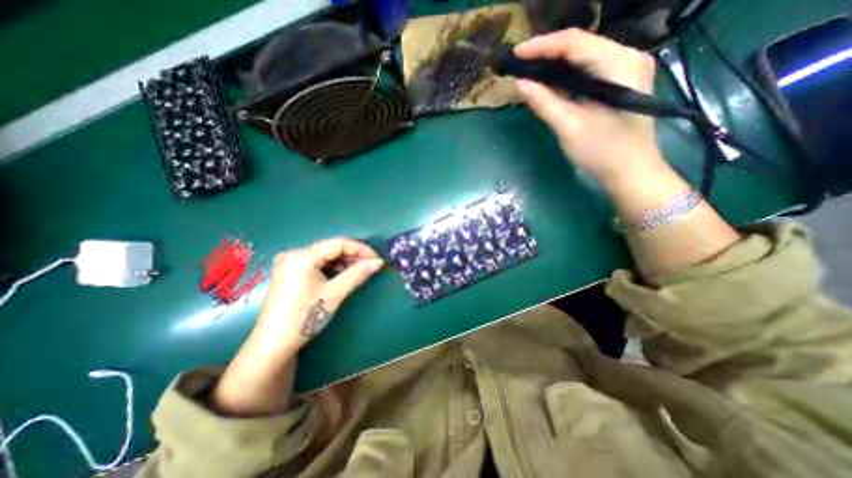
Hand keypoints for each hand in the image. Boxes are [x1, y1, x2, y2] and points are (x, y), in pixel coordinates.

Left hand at [250, 237, 383, 354]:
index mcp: (302, 256)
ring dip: (344, 261)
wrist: (274, 346)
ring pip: (326, 255)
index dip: (361, 248)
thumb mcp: (335, 293)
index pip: (339, 243)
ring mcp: (290, 263)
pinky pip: (318, 263)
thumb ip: (358, 273)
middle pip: (331, 247)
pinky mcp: (291, 273)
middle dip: (354, 255)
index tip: (377, 259)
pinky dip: (333, 267)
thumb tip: (379, 262)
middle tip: (371, 266)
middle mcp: (294, 254)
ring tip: (360, 271)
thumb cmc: (305, 318)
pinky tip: (343, 275)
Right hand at [512, 27, 664, 188]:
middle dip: (547, 51)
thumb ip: (544, 102)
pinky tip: (550, 79)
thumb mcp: (569, 127)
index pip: (575, 42)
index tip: (516, 53)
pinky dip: (567, 72)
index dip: (542, 45)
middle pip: (581, 43)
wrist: (630, 170)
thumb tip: (520, 84)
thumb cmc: (601, 151)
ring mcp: (626, 68)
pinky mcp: (621, 80)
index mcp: (619, 65)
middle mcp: (628, 56)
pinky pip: (589, 67)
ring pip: (585, 54)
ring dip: (556, 61)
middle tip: (520, 62)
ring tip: (529, 69)